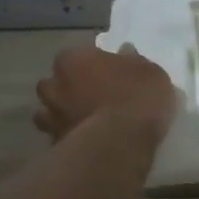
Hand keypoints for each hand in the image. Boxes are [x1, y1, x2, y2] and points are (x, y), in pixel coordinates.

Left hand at [34, 44, 177, 146]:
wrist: (120, 143)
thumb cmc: (137, 97)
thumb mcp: (150, 72)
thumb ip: (133, 61)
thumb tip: (125, 53)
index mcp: (73, 60)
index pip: (76, 56)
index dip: (91, 64)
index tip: (107, 73)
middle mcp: (54, 85)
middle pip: (55, 84)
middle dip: (67, 89)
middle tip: (91, 97)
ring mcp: (50, 117)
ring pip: (48, 113)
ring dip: (62, 115)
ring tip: (84, 122)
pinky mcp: (54, 145)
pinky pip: (58, 138)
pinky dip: (67, 138)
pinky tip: (85, 143)